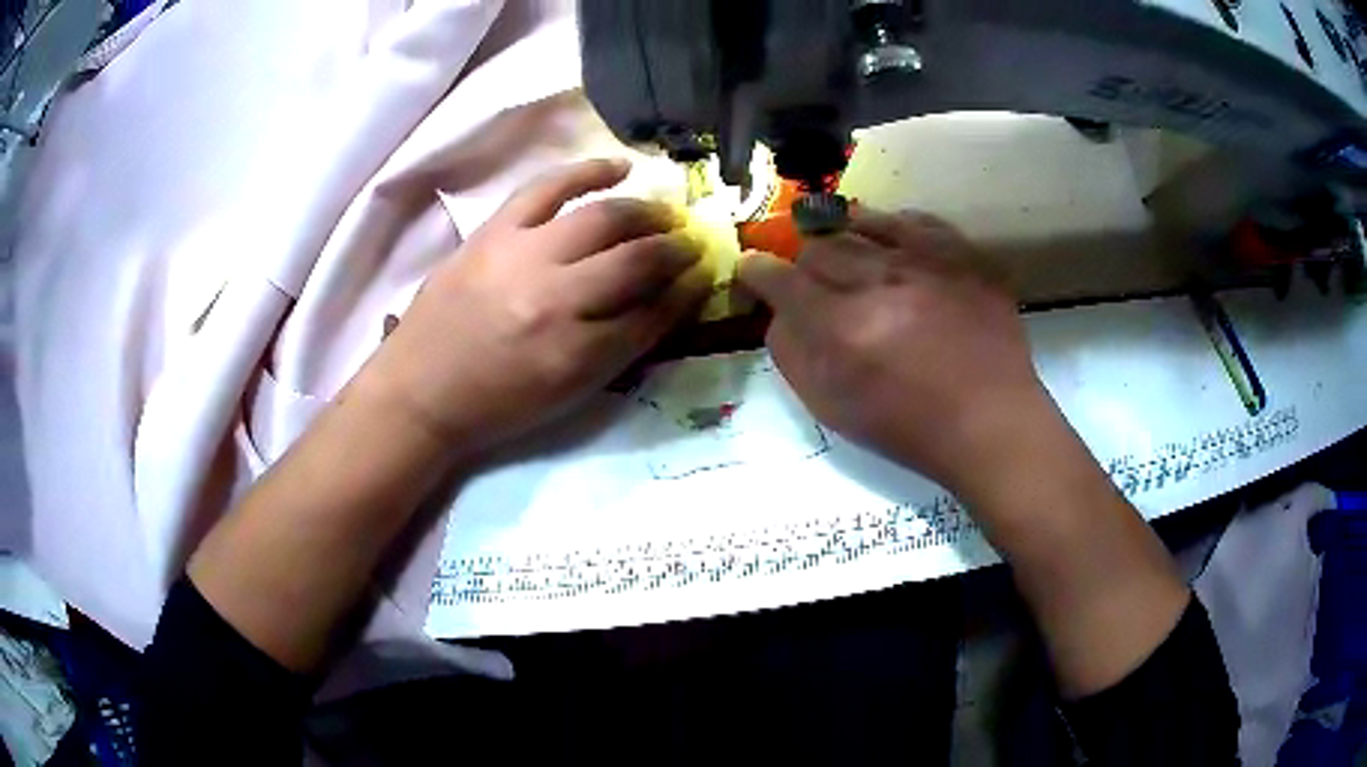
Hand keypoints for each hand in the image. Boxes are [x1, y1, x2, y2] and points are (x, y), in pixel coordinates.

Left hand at [353, 159, 709, 457]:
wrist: (420, 390)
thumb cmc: (496, 404)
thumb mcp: (568, 395)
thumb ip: (620, 349)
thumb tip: (665, 303)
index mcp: (576, 356)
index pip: (652, 315)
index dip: (686, 294)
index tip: (704, 277)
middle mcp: (556, 301)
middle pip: (635, 262)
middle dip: (675, 251)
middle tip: (692, 245)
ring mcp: (522, 257)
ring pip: (602, 219)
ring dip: (646, 213)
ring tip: (665, 214)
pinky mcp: (493, 232)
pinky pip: (547, 187)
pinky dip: (588, 171)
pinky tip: (620, 167)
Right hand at [738, 209, 1055, 498]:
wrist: (991, 421)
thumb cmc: (908, 427)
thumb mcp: (832, 409)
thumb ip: (792, 354)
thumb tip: (778, 311)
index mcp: (842, 327)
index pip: (780, 279)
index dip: (756, 271)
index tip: (752, 270)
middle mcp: (880, 281)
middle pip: (819, 246)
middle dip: (803, 261)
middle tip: (810, 279)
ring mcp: (926, 261)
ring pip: (863, 222)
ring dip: (844, 234)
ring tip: (845, 248)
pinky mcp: (961, 254)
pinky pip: (914, 219)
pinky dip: (892, 227)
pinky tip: (891, 241)